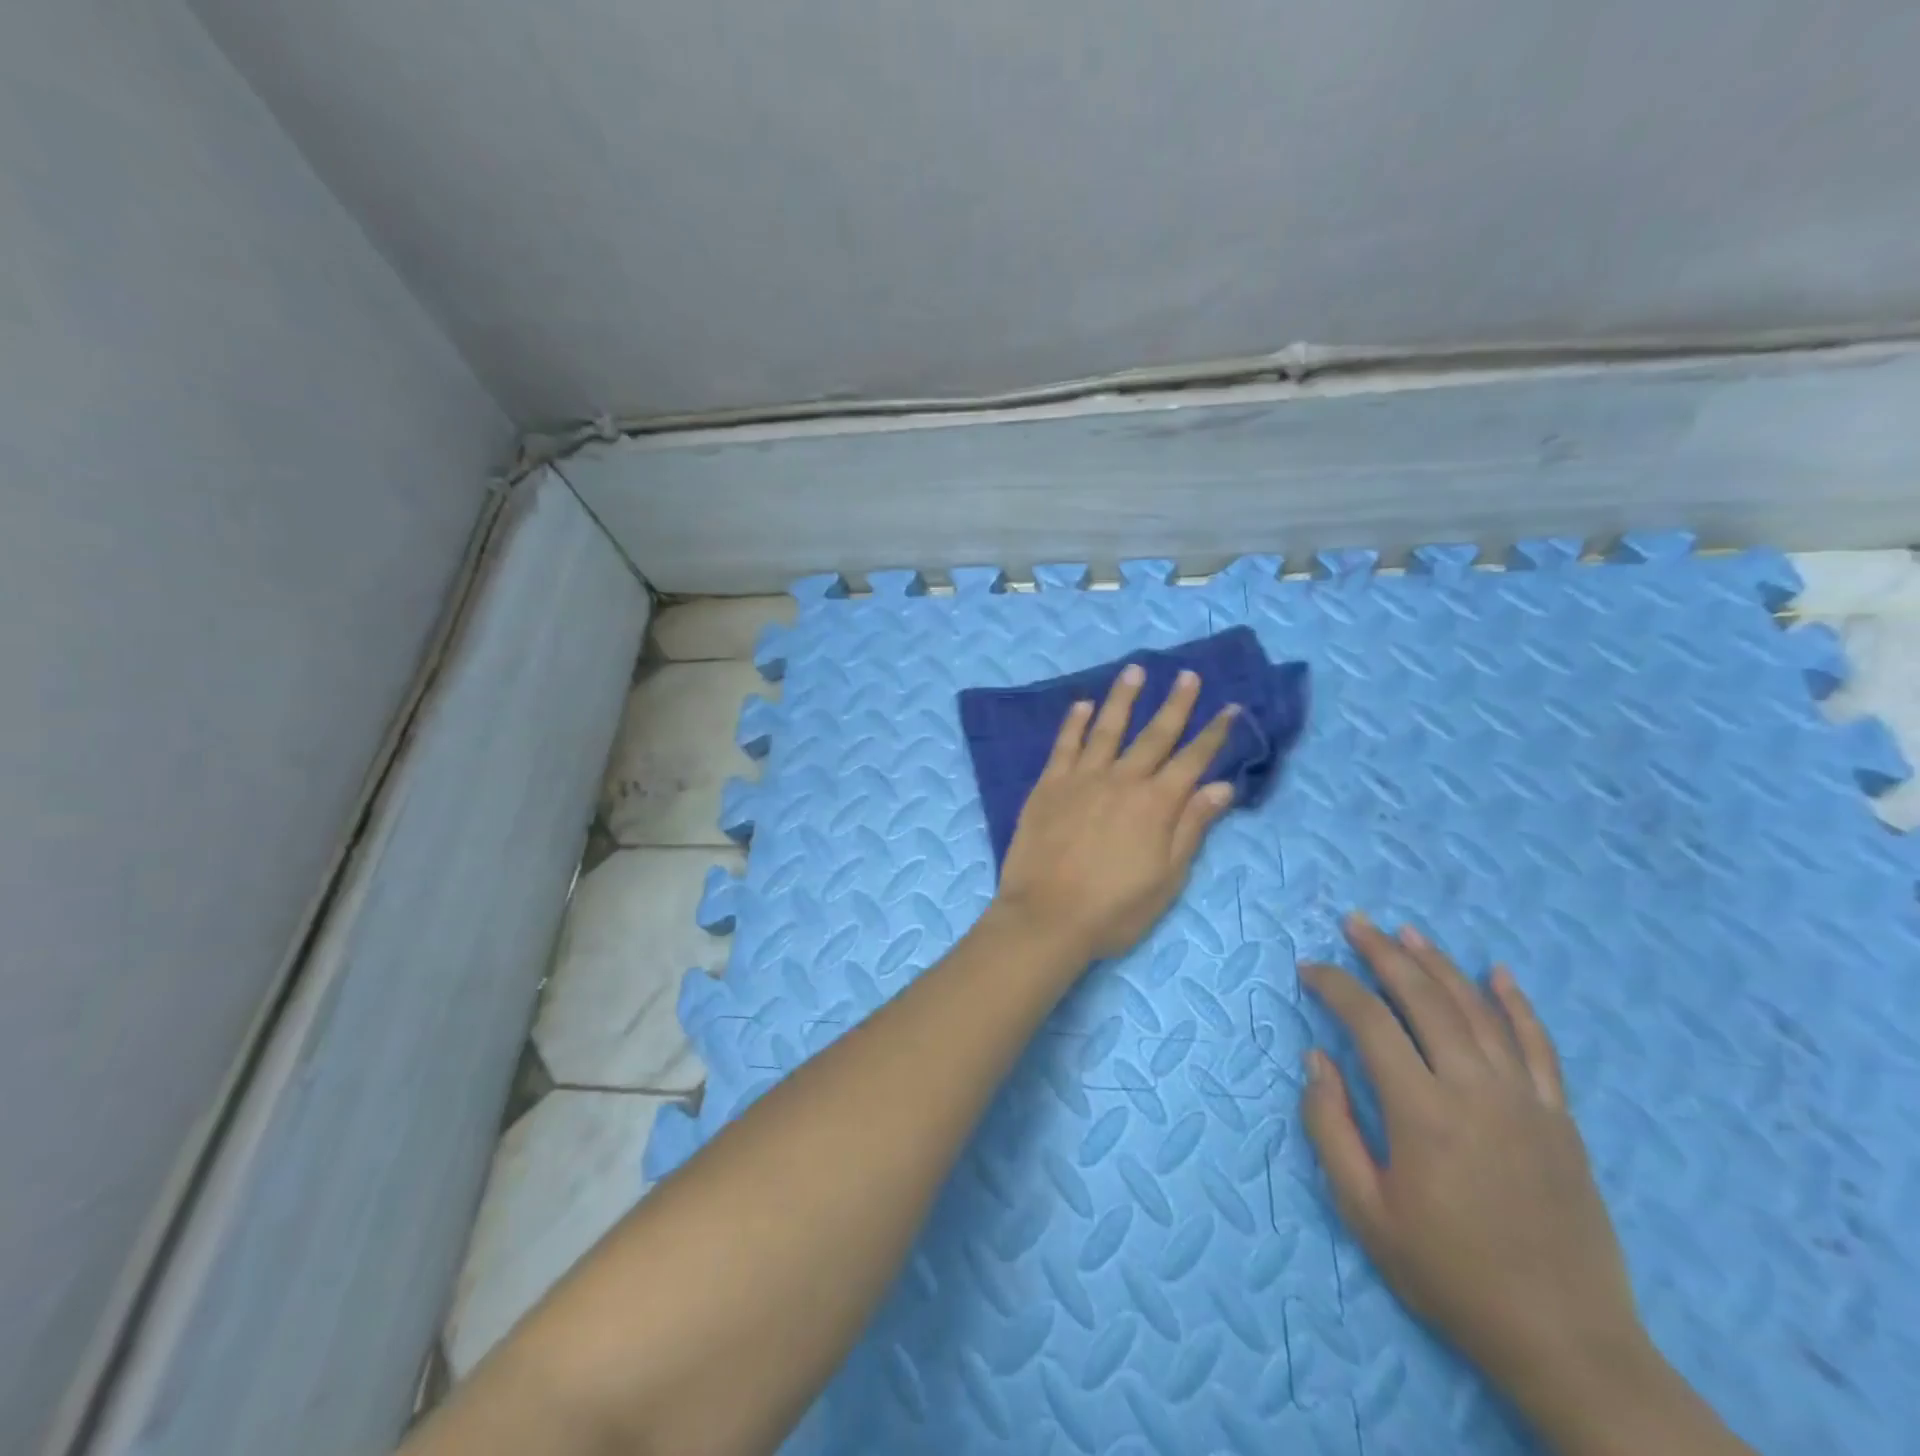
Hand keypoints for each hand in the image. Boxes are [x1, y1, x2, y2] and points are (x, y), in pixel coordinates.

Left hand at [995, 665, 1237, 963]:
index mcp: (1157, 805)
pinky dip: (1073, 722)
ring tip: (1135, 670)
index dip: (1214, 733)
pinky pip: (1064, 745)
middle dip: (1176, 704)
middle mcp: (1122, 780)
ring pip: (1107, 728)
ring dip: (1123, 698)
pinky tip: (1081, 704)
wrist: (1047, 917)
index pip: (1193, 760)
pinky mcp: (1048, 785)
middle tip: (1188, 675)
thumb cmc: (1114, 909)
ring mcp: (1082, 779)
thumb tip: (1222, 786)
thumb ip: (1192, 828)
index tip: (1231, 707)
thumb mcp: (1167, 878)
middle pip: (1155, 735)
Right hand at [1300, 916, 1652, 1427]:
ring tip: (1407, 933)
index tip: (1308, 970)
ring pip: (1477, 1010)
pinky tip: (1498, 973)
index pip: (1370, 1022)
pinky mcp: (1559, 1118)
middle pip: (1424, 999)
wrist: (1565, 1341)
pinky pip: (1538, 1045)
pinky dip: (1517, 1004)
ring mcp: (1525, 1100)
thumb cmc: (1449, 1274)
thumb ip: (1329, 1127)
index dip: (1334, 986)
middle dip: (1383, 954)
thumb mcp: (1364, 1211)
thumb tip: (1315, 1058)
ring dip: (1439, 964)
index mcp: (1422, 1112)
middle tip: (1354, 923)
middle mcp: (1475, 1090)